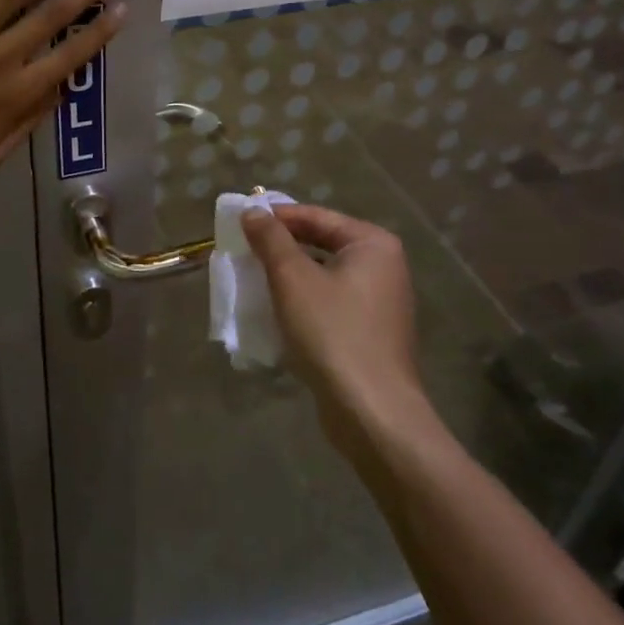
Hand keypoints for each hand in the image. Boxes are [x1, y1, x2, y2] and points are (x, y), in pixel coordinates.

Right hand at [242, 204, 432, 427]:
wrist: (371, 412)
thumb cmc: (332, 332)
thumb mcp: (292, 278)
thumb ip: (271, 238)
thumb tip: (252, 211)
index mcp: (372, 244)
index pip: (316, 216)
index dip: (276, 217)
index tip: (240, 223)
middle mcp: (383, 267)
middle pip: (321, 244)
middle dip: (281, 248)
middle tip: (243, 250)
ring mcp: (380, 303)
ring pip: (323, 275)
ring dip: (289, 276)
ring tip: (252, 279)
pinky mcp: (370, 334)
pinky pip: (330, 303)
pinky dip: (303, 302)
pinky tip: (276, 312)